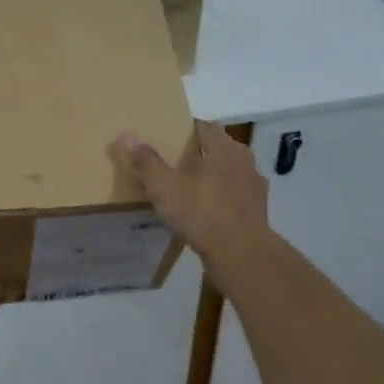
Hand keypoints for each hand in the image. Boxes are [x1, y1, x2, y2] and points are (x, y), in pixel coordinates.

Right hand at [108, 121, 267, 255]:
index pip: (203, 127)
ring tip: (187, 188)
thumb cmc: (202, 212)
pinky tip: (204, 213)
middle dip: (197, 154)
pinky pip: (233, 198)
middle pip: (217, 149)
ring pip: (228, 174)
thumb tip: (126, 135)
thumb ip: (146, 161)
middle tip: (172, 162)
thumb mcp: (165, 187)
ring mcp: (254, 188)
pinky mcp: (258, 213)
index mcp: (225, 147)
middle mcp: (245, 161)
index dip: (184, 129)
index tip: (166, 136)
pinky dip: (220, 200)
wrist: (241, 256)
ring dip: (211, 178)